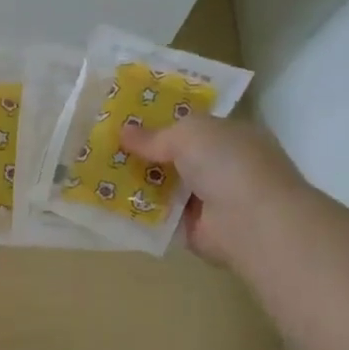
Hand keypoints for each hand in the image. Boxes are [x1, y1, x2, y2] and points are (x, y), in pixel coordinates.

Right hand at [120, 113, 308, 268]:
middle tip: (104, 147)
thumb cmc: (229, 164)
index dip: (162, 121)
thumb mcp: (189, 134)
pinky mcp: (194, 229)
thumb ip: (156, 135)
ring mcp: (209, 199)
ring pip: (165, 186)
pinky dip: (139, 211)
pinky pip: (160, 216)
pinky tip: (109, 202)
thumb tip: (124, 131)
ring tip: (96, 173)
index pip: (193, 126)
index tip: (126, 120)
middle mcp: (222, 166)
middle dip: (144, 153)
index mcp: (231, 136)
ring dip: (137, 182)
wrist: (252, 222)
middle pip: (175, 156)